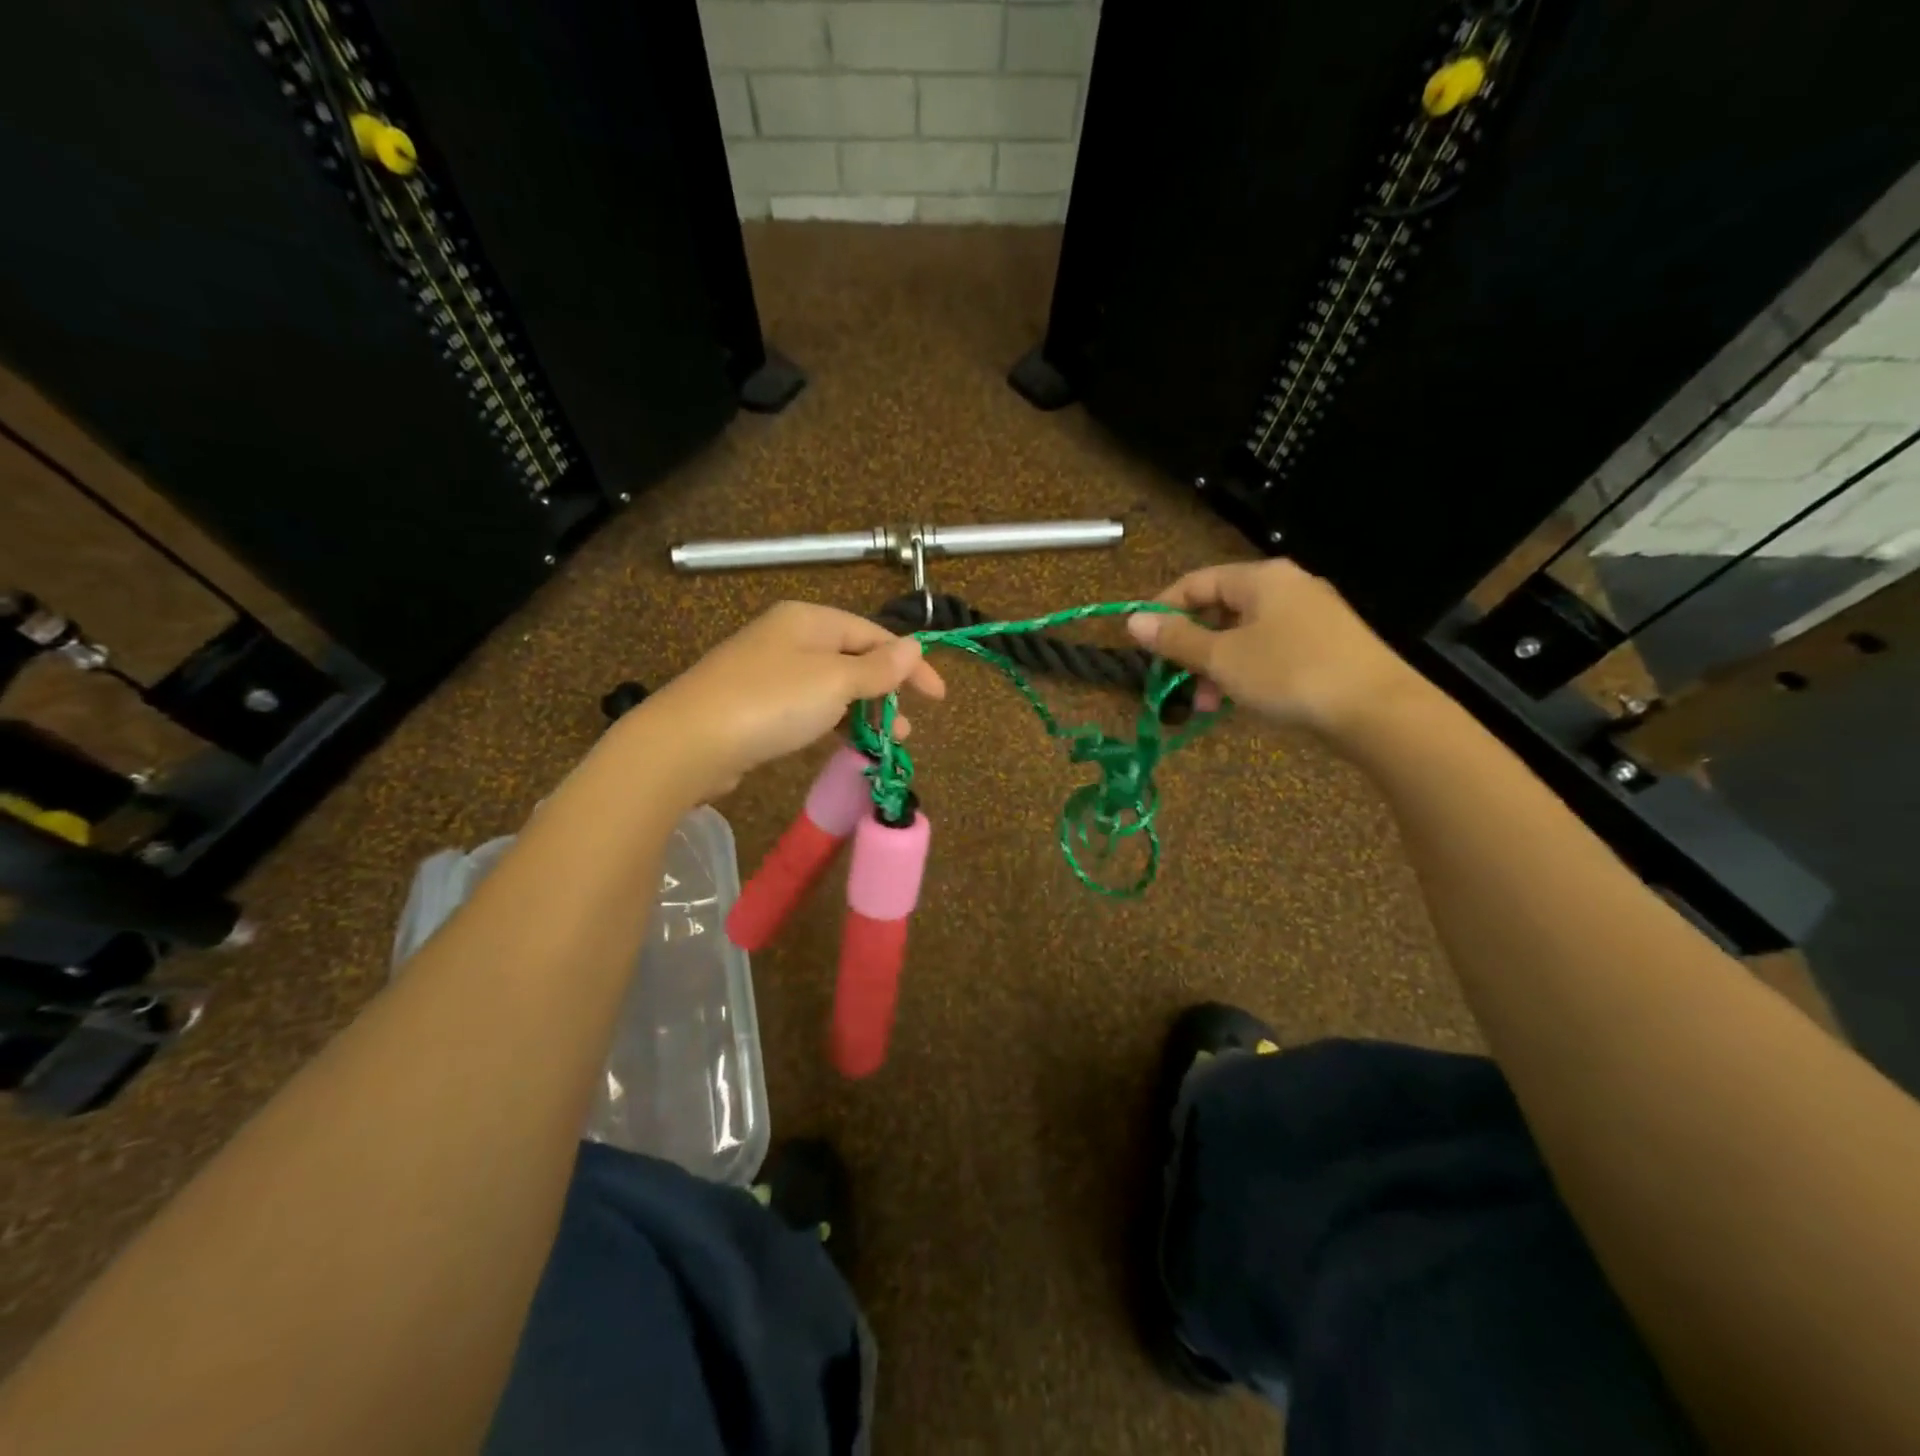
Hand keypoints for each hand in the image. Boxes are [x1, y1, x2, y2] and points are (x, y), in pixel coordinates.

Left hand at [631, 601, 945, 798]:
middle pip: (853, 659)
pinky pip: (808, 709)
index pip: (874, 634)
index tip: (938, 697)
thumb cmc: (772, 702)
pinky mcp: (755, 706)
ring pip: (831, 687)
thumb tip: (914, 645)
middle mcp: (789, 638)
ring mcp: (769, 672)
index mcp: (809, 620)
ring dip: (863, 712)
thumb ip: (878, 668)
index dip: (910, 664)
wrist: (689, 742)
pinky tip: (846, 745)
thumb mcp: (835, 682)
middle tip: (907, 727)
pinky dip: (833, 723)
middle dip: (886, 691)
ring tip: (886, 742)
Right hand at [1126, 559, 1423, 739]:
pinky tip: (1241, 701)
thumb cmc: (1290, 673)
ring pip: (1245, 634)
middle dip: (1192, 648)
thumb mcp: (1223, 659)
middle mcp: (1287, 587)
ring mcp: (1311, 615)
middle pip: (1220, 609)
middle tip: (1176, 684)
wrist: (1378, 710)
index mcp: (1261, 578)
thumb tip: (1133, 620)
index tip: (1142, 644)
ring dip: (1217, 667)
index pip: (1196, 582)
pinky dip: (1247, 671)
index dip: (1164, 610)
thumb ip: (1176, 639)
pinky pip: (1271, 649)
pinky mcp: (1327, 644)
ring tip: (1207, 705)